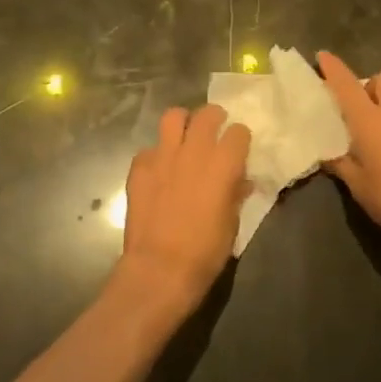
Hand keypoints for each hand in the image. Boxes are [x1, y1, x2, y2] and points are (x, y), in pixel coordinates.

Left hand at [117, 105, 250, 316]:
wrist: (160, 268)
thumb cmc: (205, 251)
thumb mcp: (232, 224)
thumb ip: (236, 194)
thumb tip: (241, 182)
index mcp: (224, 164)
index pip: (239, 132)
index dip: (240, 139)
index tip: (239, 149)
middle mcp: (195, 150)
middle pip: (207, 114)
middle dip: (214, 118)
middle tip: (214, 131)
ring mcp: (163, 155)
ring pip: (173, 117)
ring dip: (182, 123)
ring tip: (184, 136)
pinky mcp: (139, 167)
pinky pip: (149, 149)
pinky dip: (156, 156)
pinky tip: (158, 171)